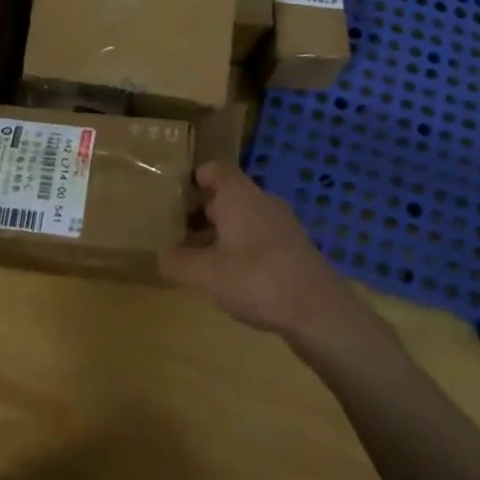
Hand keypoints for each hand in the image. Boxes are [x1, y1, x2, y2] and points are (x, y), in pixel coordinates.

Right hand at [160, 163, 364, 343]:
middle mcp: (262, 201)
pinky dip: (241, 247)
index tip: (175, 193)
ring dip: (221, 231)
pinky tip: (231, 275)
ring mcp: (282, 225)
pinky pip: (259, 236)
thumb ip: (178, 262)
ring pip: (244, 216)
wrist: (319, 311)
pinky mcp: (293, 248)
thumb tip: (160, 256)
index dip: (195, 175)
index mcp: (239, 195)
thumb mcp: (206, 274)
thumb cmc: (256, 279)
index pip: (216, 168)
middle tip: (177, 229)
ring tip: (199, 256)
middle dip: (202, 209)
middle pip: (228, 193)